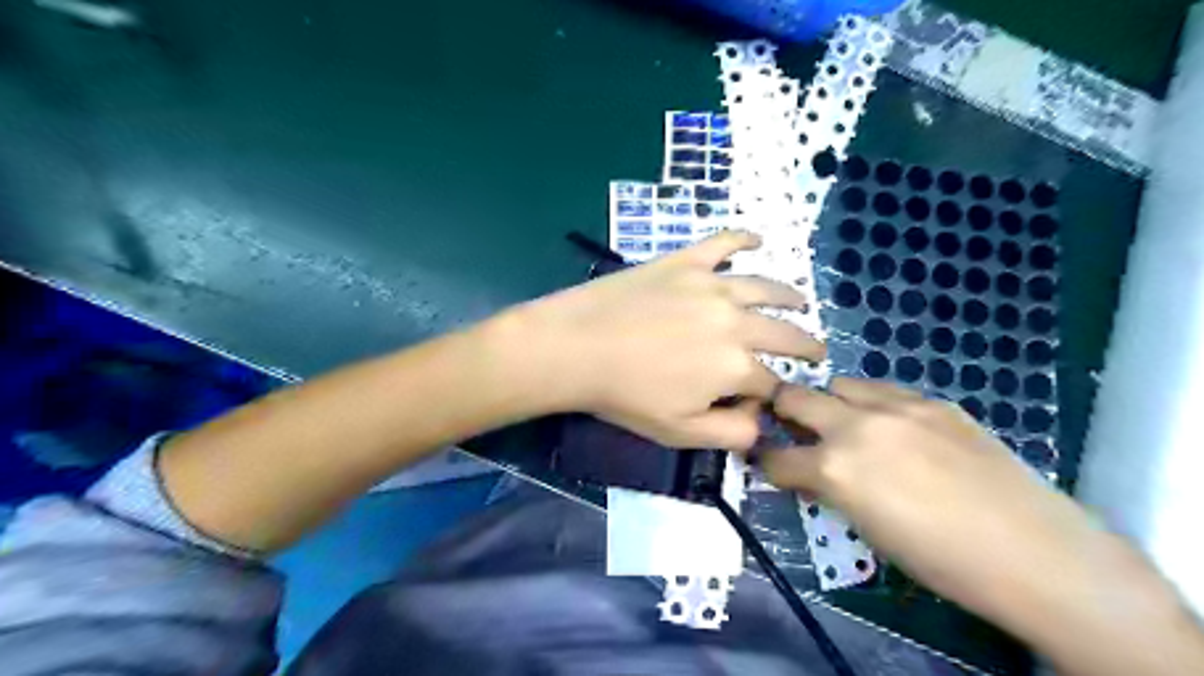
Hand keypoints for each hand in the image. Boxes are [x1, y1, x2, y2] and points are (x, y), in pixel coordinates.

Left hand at [508, 229, 827, 447]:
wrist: (577, 346)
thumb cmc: (625, 395)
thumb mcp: (680, 432)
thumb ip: (731, 433)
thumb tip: (762, 423)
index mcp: (736, 366)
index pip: (772, 382)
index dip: (773, 395)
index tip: (767, 399)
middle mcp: (737, 321)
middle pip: (783, 333)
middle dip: (806, 345)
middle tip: (817, 349)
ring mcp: (713, 285)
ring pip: (765, 288)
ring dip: (790, 297)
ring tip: (802, 302)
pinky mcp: (686, 261)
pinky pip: (723, 243)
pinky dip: (744, 239)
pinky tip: (757, 239)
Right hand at [760, 381, 1093, 618]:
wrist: (1035, 553)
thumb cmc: (941, 561)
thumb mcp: (867, 530)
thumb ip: (831, 490)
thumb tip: (813, 474)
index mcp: (834, 468)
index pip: (776, 457)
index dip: (767, 461)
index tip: (770, 463)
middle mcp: (855, 426)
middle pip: (794, 397)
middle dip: (784, 411)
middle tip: (793, 428)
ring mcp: (897, 406)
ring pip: (839, 383)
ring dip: (832, 403)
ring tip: (848, 424)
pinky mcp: (933, 401)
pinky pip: (885, 389)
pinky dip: (874, 403)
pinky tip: (894, 427)